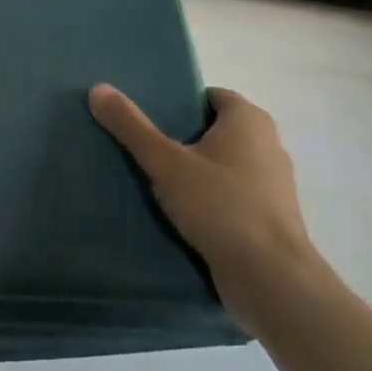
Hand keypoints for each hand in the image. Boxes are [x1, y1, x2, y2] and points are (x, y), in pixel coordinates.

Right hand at [88, 84, 323, 332]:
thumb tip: (98, 89)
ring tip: (153, 178)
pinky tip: (178, 211)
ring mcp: (272, 184)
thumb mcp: (166, 162)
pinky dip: (208, 198)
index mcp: (249, 120)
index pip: (210, 96)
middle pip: (214, 129)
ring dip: (194, 170)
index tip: (148, 116)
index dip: (179, 101)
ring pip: (222, 164)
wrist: (272, 281)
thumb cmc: (222, 206)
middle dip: (181, 136)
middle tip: (143, 144)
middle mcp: (268, 145)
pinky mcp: (269, 218)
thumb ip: (131, 126)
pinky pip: (230, 195)